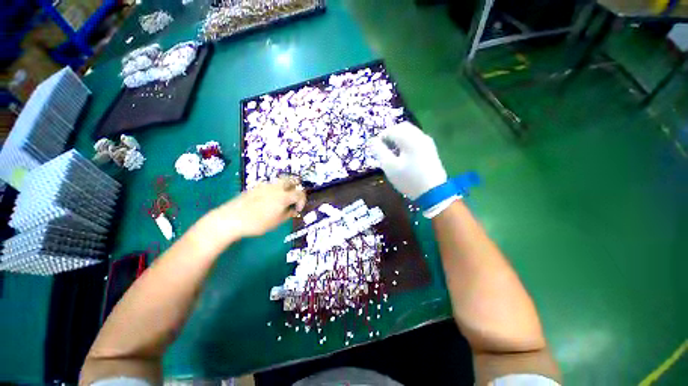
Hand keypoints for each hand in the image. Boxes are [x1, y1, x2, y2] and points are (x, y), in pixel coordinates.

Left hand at [215, 178, 306, 238]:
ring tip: (281, 200)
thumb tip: (293, 210)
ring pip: (280, 182)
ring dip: (285, 188)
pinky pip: (270, 185)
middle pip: (291, 180)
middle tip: (293, 198)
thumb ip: (287, 214)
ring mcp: (265, 185)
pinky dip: (274, 190)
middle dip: (295, 187)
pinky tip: (268, 201)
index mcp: (284, 196)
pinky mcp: (256, 187)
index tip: (298, 209)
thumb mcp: (276, 222)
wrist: (231, 218)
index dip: (302, 201)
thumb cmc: (257, 223)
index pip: (300, 193)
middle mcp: (276, 187)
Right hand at [370, 122, 447, 199]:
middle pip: (402, 127)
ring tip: (391, 151)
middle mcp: (420, 136)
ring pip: (410, 133)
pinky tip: (402, 154)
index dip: (381, 137)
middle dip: (390, 134)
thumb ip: (379, 151)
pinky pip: (415, 139)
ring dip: (398, 138)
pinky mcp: (430, 149)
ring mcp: (427, 142)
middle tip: (382, 146)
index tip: (375, 147)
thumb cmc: (408, 179)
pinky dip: (406, 142)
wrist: (433, 192)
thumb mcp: (389, 167)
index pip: (392, 130)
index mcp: (410, 139)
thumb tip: (372, 141)